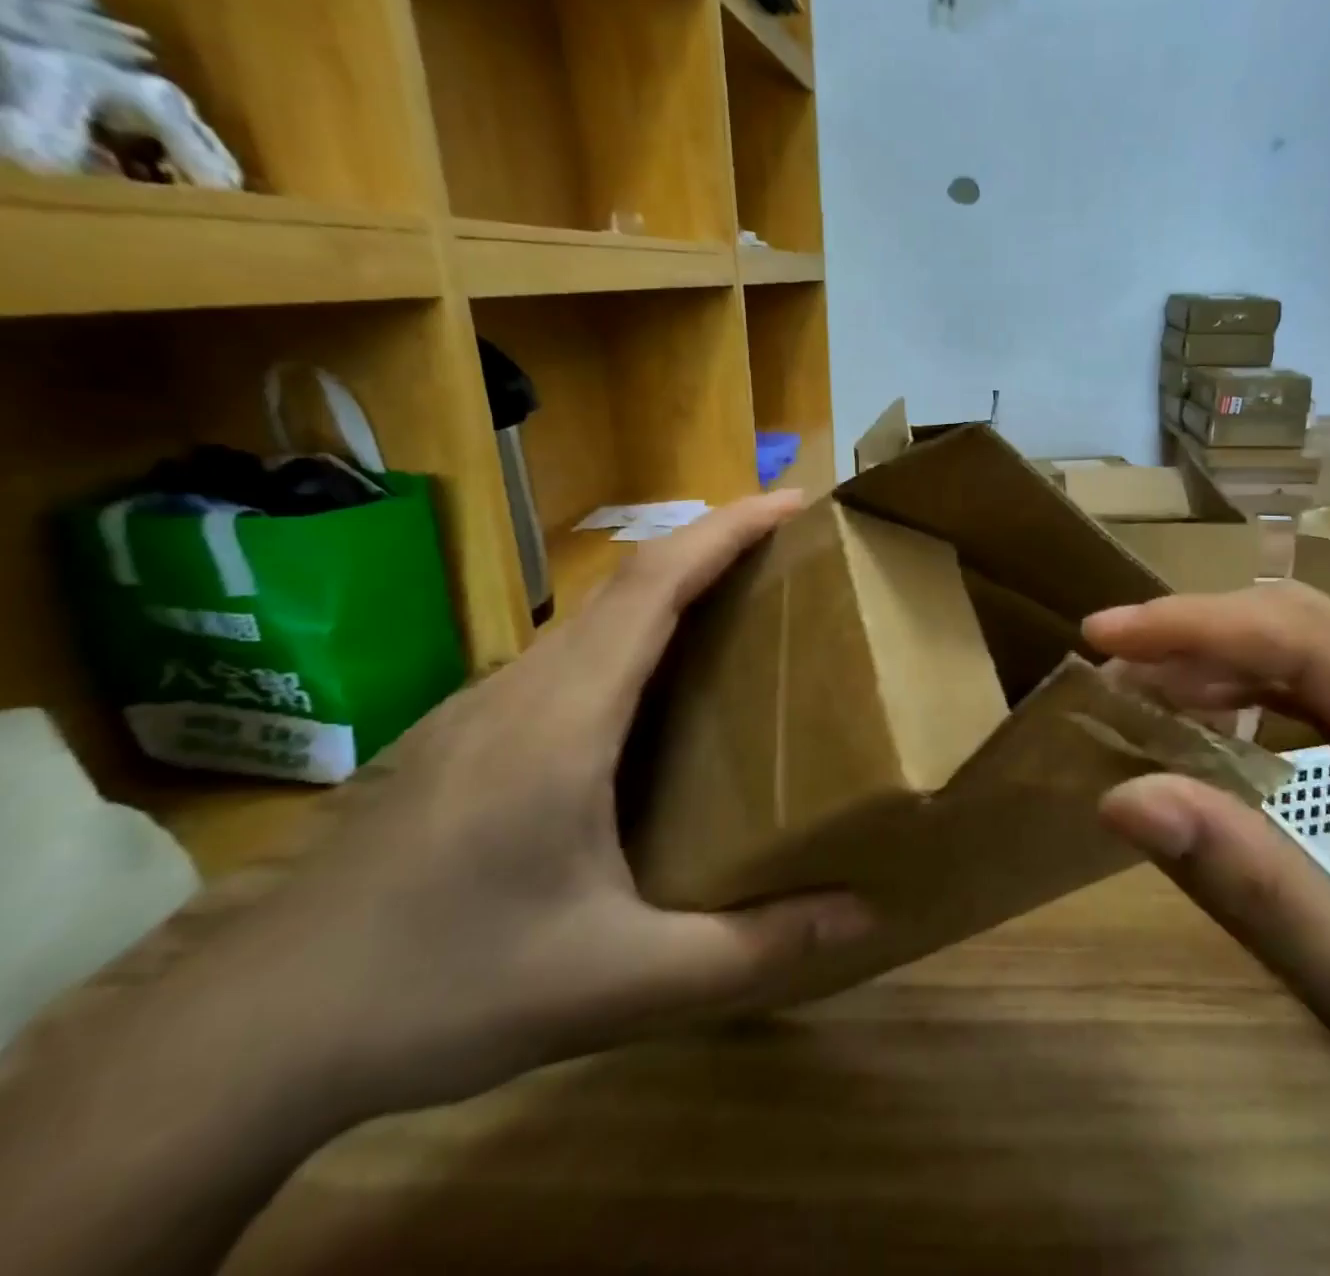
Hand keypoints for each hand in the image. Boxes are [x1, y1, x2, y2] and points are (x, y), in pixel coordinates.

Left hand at [206, 489, 870, 1113]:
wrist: (257, 1032)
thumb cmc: (445, 988)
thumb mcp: (619, 980)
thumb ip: (750, 949)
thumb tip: (865, 919)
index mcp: (566, 718)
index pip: (654, 583)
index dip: (726, 529)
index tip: (792, 503)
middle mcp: (525, 688)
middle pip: (629, 582)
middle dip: (713, 546)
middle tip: (791, 555)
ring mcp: (485, 706)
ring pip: (594, 617)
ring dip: (670, 589)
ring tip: (741, 609)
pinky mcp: (465, 734)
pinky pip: (568, 656)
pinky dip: (630, 636)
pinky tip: (652, 692)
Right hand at [1088, 584, 1329, 1275]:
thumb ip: (1252, 889)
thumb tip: (1122, 796)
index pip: (1310, 643)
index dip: (1195, 625)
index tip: (1100, 636)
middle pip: (1316, 631)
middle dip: (1200, 632)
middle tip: (1107, 662)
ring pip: (1325, 657)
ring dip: (1226, 661)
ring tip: (1142, 691)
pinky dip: (1260, 698)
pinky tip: (1216, 726)